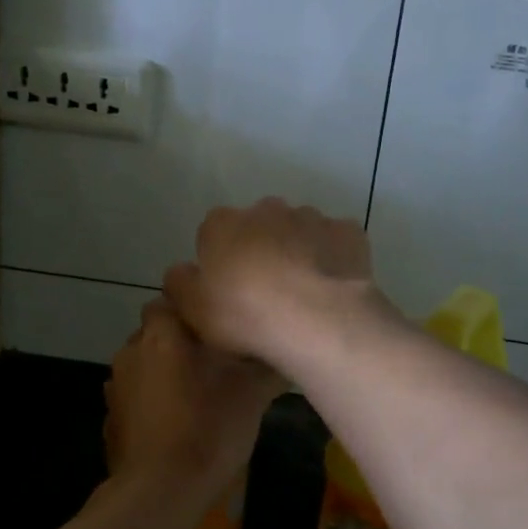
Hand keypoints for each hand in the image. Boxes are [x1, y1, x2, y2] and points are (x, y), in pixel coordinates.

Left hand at [104, 299, 281, 501]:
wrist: (160, 491)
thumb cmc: (209, 428)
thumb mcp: (252, 394)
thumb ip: (267, 367)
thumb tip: (285, 354)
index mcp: (163, 334)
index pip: (171, 296)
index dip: (194, 307)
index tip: (219, 323)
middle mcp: (132, 350)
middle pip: (156, 331)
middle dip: (180, 341)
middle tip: (214, 360)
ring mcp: (115, 386)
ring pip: (144, 364)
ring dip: (163, 371)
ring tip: (195, 394)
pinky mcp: (110, 419)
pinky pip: (134, 397)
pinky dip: (150, 402)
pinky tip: (174, 423)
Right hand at [162, 198, 383, 367]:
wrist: (317, 319)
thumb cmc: (245, 314)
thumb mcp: (193, 309)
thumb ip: (180, 284)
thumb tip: (181, 272)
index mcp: (223, 224)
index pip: (213, 233)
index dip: (220, 261)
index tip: (229, 291)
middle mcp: (266, 209)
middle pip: (258, 227)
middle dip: (261, 250)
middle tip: (266, 293)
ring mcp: (311, 217)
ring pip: (299, 232)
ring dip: (298, 253)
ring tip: (303, 295)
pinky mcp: (348, 232)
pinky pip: (335, 244)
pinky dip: (333, 260)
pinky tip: (333, 288)